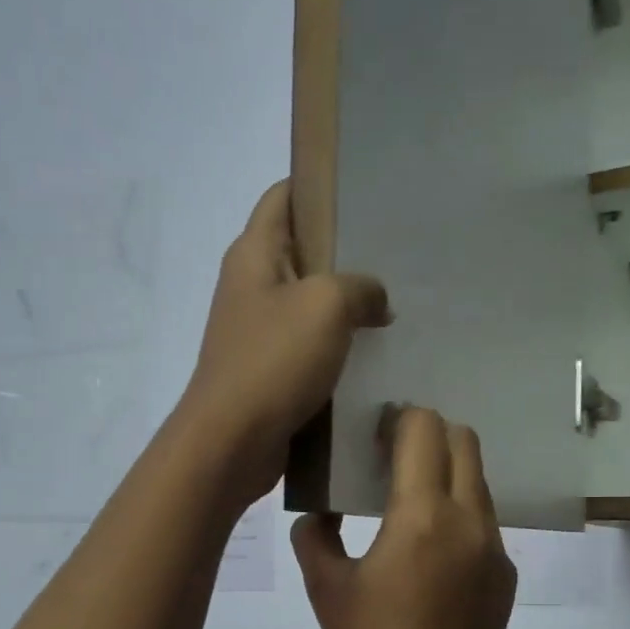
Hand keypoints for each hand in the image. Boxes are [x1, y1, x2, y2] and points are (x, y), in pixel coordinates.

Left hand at [178, 181, 389, 504]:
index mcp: (254, 253)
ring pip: (308, 304)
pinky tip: (373, 355)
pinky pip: (308, 347)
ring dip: (345, 306)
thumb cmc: (274, 362)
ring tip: (393, 306)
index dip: (321, 186)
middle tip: (397, 255)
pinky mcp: (268, 371)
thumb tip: (377, 300)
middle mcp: (251, 285)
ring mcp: (257, 331)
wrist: (232, 442)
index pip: (284, 196)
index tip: (368, 192)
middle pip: (301, 251)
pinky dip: (337, 347)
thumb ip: (361, 288)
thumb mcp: (327, 306)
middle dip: (346, 252)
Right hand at [292, 408, 518, 628]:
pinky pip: (484, 521)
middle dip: (429, 434)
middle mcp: (469, 519)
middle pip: (463, 441)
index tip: (373, 433)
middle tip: (393, 456)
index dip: (398, 418)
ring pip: (478, 480)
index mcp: (422, 516)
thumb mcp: (326, 587)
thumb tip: (322, 512)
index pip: (424, 429)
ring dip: (446, 473)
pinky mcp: (505, 573)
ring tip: (410, 502)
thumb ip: (316, 534)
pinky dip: (458, 513)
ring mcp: (495, 547)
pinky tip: (431, 552)